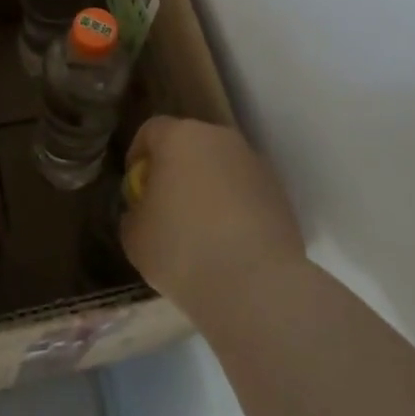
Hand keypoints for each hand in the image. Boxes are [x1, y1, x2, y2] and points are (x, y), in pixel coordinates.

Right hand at [121, 117, 305, 319]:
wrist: (256, 285)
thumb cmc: (182, 250)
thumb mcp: (134, 235)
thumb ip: (135, 212)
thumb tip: (146, 210)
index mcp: (178, 137)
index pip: (151, 130)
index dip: (138, 156)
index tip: (136, 187)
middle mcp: (218, 138)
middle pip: (189, 144)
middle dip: (176, 169)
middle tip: (167, 206)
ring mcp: (254, 163)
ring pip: (220, 166)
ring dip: (208, 186)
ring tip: (201, 229)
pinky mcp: (279, 192)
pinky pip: (245, 190)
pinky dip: (235, 207)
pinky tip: (230, 243)